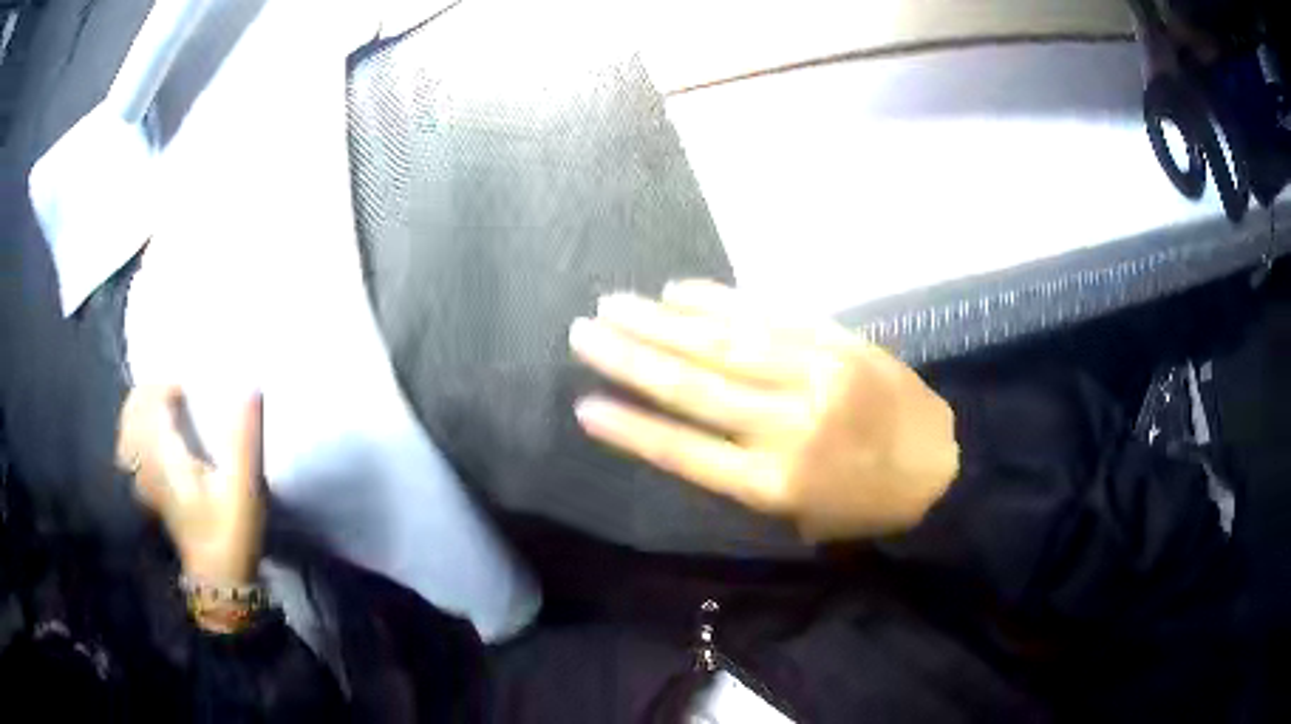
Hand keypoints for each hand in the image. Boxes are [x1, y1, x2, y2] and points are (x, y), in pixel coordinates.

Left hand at [116, 387, 264, 583]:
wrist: (219, 580)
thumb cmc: (231, 533)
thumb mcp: (244, 488)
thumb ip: (244, 437)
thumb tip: (251, 387)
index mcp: (166, 458)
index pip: (152, 406)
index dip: (165, 388)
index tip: (186, 388)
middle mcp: (148, 465)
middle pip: (133, 416)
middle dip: (147, 394)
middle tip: (169, 389)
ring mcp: (144, 482)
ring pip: (127, 434)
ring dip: (137, 412)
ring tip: (155, 404)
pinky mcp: (148, 495)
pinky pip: (129, 454)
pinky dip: (133, 436)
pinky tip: (145, 438)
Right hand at [569, 281, 958, 540]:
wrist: (943, 466)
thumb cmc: (866, 504)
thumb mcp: (800, 514)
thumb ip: (742, 472)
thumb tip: (688, 423)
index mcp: (776, 484)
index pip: (685, 452)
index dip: (631, 428)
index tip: (584, 405)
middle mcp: (788, 425)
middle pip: (694, 387)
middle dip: (631, 358)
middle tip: (583, 332)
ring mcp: (815, 375)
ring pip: (724, 343)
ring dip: (663, 322)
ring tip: (616, 304)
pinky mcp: (837, 342)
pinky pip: (769, 316)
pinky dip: (720, 302)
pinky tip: (682, 291)